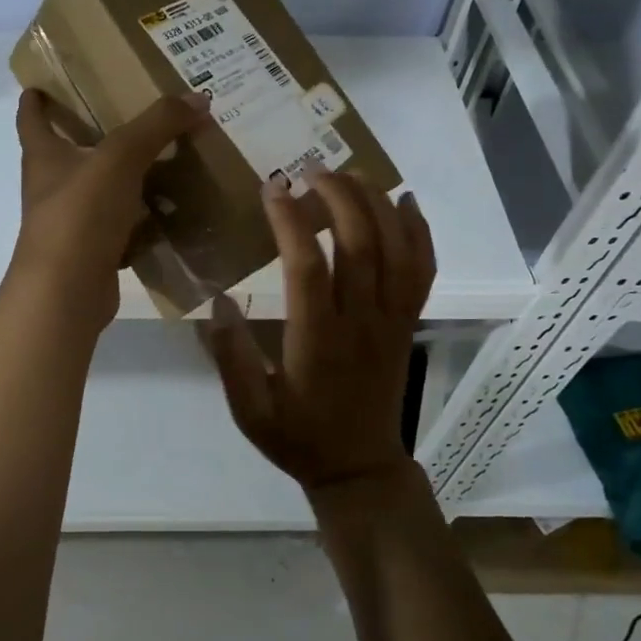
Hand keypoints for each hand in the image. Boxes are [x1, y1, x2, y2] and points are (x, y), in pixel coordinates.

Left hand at [10, 88, 209, 331]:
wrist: (67, 292)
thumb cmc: (80, 213)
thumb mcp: (121, 157)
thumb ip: (158, 124)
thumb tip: (198, 97)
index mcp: (44, 156)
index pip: (32, 117)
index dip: (36, 98)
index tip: (44, 83)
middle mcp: (52, 187)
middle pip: (69, 152)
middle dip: (95, 133)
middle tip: (133, 113)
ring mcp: (71, 223)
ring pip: (101, 190)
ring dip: (126, 177)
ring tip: (166, 157)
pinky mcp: (92, 251)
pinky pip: (121, 226)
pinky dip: (142, 218)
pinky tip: (172, 208)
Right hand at [206, 171, 434, 492]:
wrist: (360, 468)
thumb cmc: (299, 437)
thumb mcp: (249, 410)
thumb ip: (230, 357)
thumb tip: (217, 300)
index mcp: (317, 340)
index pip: (307, 266)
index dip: (290, 221)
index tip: (272, 188)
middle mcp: (361, 322)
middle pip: (361, 244)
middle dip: (339, 197)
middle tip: (312, 171)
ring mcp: (392, 320)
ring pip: (396, 249)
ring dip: (377, 204)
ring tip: (351, 175)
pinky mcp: (407, 322)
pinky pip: (422, 269)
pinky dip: (419, 230)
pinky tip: (405, 202)